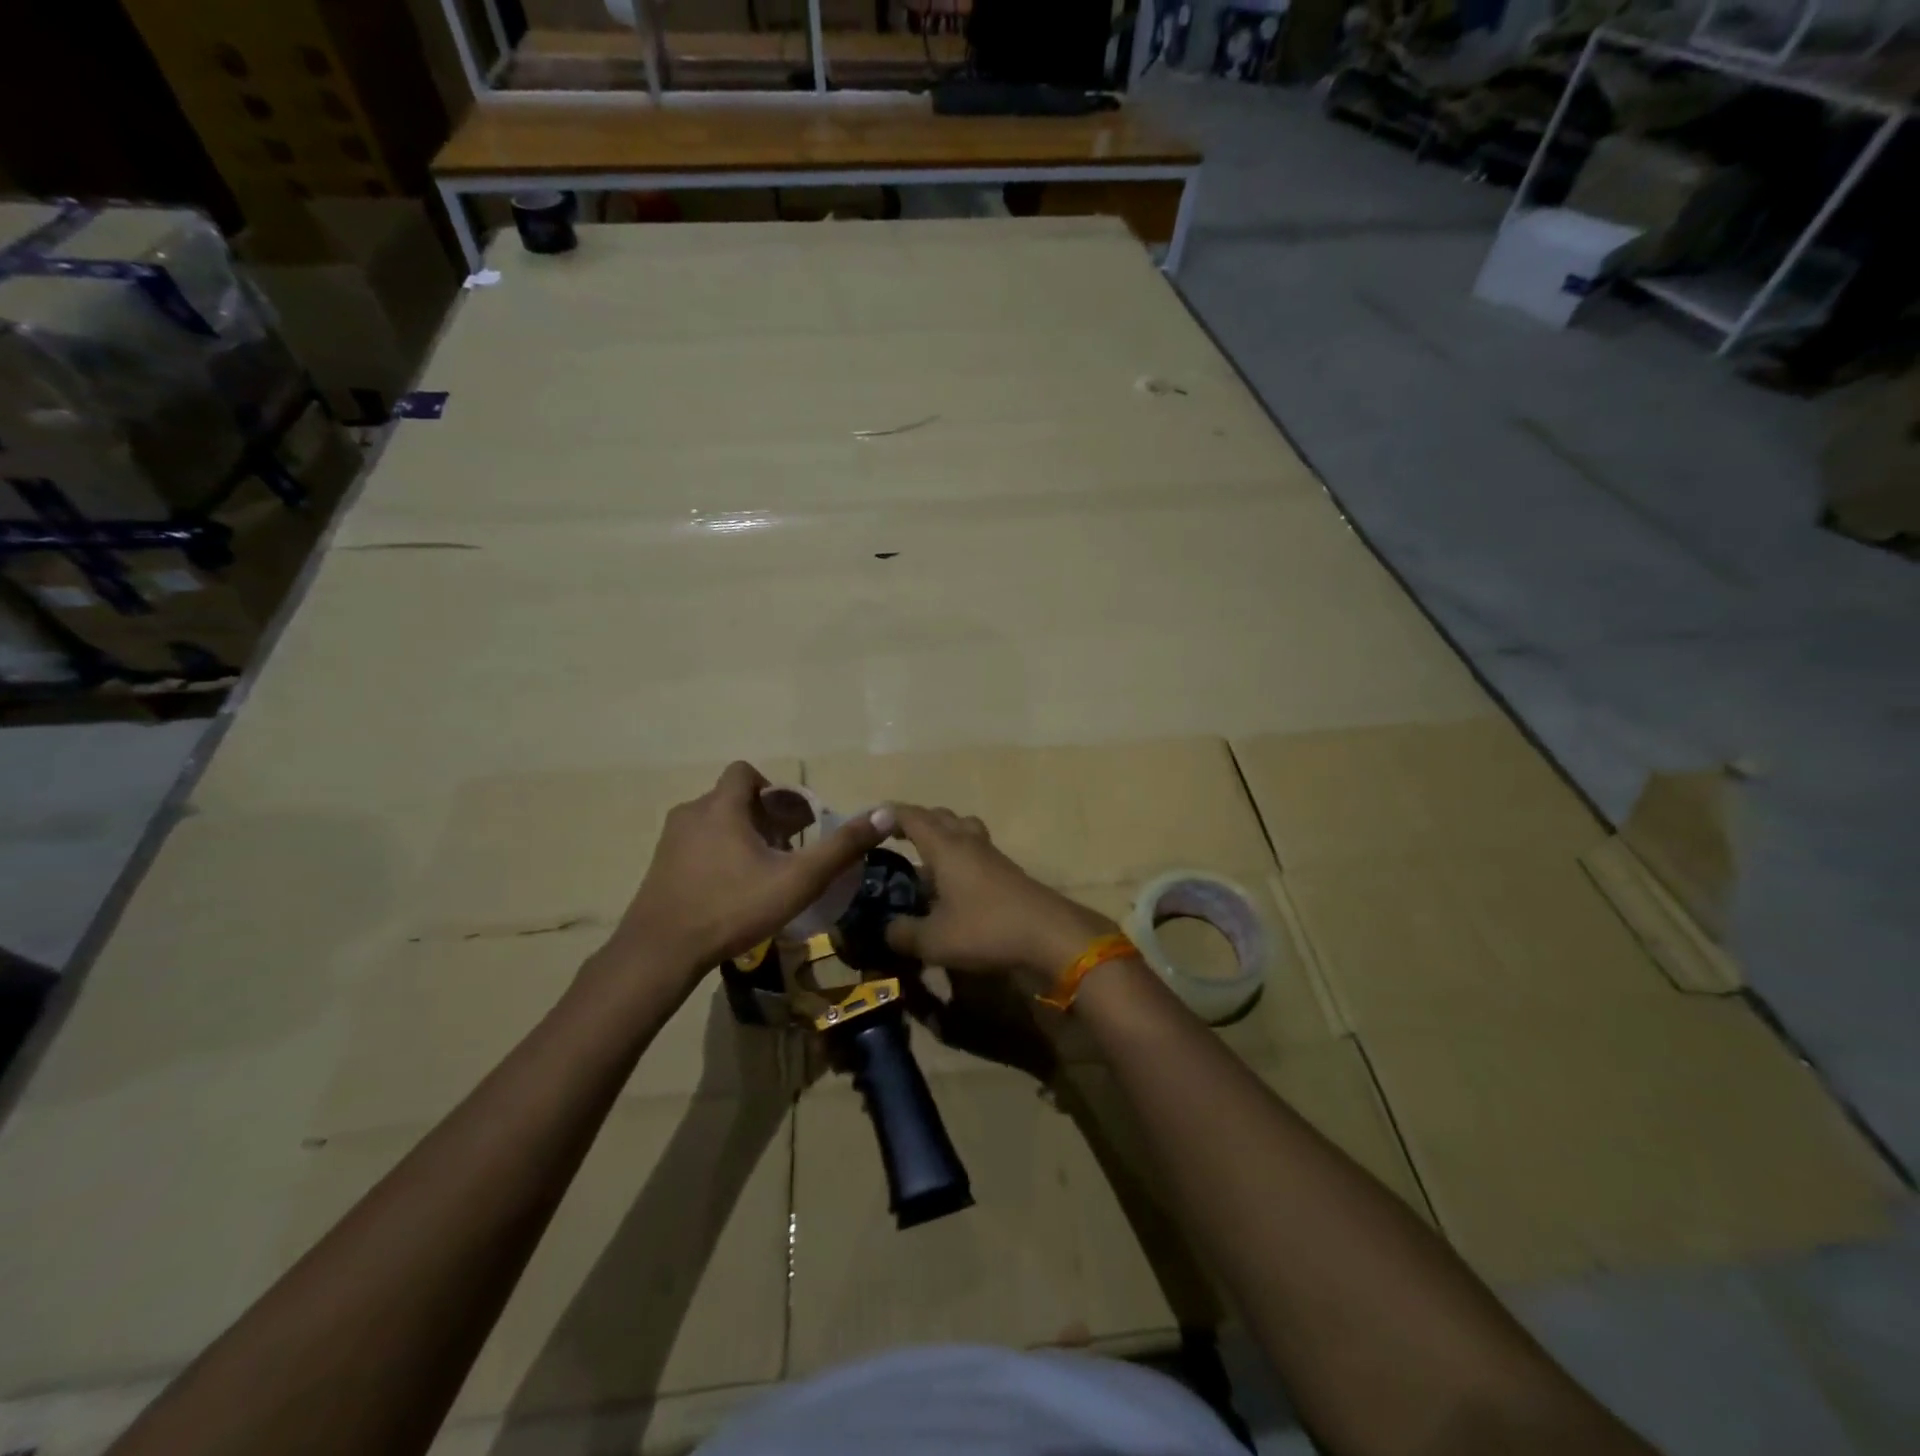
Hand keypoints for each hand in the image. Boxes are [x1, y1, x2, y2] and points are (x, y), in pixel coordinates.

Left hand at [607, 762, 892, 984]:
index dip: (774, 789)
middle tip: (788, 849)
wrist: (659, 953)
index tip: (793, 820)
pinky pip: (698, 845)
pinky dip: (720, 854)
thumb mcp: (797, 880)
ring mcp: (670, 841)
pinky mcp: (660, 867)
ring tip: (764, 871)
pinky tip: (733, 889)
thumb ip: (841, 847)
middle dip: (764, 817)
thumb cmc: (731, 908)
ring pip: (715, 823)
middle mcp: (692, 813)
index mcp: (722, 807)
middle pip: (734, 799)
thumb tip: (884, 813)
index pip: (746, 772)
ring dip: (742, 836)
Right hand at [884, 804, 1117, 981]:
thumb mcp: (933, 940)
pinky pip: (975, 851)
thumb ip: (903, 934)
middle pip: (940, 817)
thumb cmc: (986, 929)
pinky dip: (958, 857)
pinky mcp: (1006, 872)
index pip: (912, 817)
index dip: (889, 815)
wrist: (1048, 935)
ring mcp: (991, 855)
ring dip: (941, 835)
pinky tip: (951, 885)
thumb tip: (886, 930)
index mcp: (945, 847)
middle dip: (915, 821)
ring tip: (925, 859)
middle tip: (894, 838)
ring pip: (962, 829)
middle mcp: (967, 842)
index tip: (870, 821)